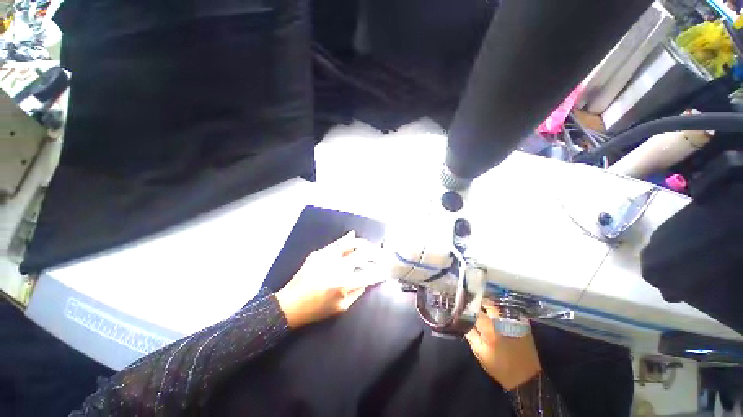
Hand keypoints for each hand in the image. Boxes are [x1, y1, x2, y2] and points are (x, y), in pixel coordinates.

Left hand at [276, 231, 384, 328]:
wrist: (291, 304)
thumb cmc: (317, 310)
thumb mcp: (342, 307)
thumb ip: (358, 292)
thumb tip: (368, 279)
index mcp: (345, 283)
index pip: (370, 273)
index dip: (381, 271)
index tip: (386, 270)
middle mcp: (339, 267)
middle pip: (364, 254)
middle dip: (376, 253)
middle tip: (381, 255)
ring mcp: (329, 257)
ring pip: (351, 244)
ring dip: (364, 244)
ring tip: (370, 246)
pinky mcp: (320, 253)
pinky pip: (337, 243)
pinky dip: (346, 239)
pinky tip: (353, 235)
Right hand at [465, 306, 541, 389]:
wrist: (527, 378)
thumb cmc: (500, 368)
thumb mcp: (479, 353)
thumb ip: (470, 334)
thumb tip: (463, 320)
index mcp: (489, 328)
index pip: (473, 310)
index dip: (466, 308)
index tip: (462, 309)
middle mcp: (501, 320)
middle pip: (487, 303)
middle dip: (478, 303)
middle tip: (472, 307)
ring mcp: (514, 320)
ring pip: (497, 305)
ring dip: (489, 305)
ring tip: (483, 310)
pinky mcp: (522, 323)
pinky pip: (507, 311)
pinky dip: (499, 310)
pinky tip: (496, 316)